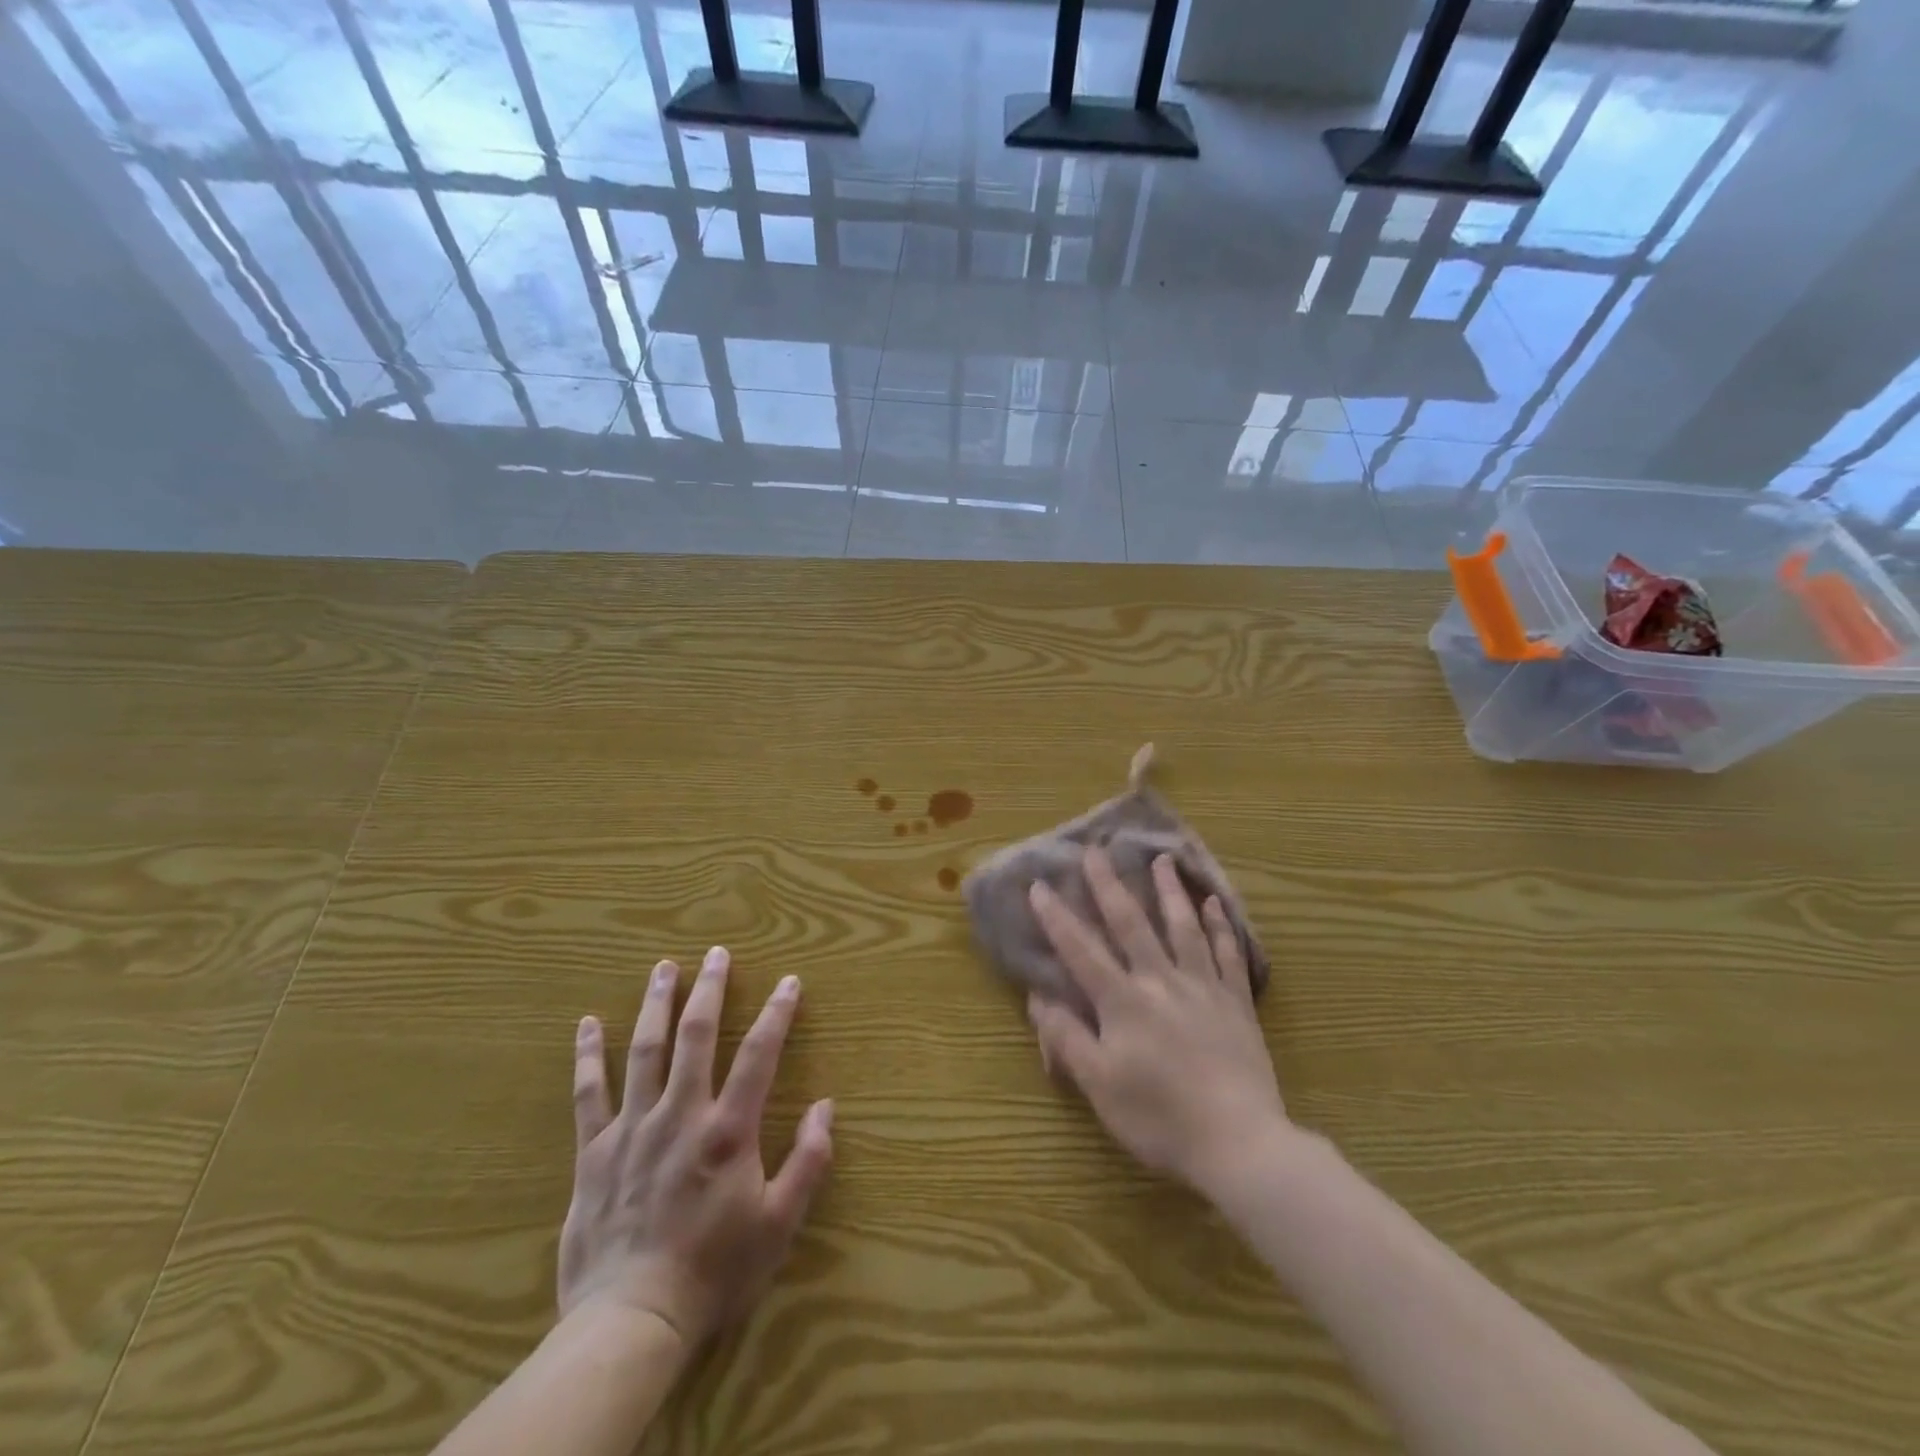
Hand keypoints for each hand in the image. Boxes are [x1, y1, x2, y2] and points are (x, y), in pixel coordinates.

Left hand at [558, 946, 833, 1344]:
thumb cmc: (713, 1272)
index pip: (759, 1054)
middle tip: (716, 953)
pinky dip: (588, 1056)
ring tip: (664, 967)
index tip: (789, 981)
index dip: (777, 1013)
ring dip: (656, 1004)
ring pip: (645, 1051)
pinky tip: (588, 1024)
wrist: (630, 1323)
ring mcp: (632, 1129)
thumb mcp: (778, 1224)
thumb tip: (826, 1106)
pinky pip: (589, 1094)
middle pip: (697, 1036)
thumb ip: (808, 1162)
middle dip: (710, 990)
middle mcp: (680, 1115)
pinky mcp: (593, 1152)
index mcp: (727, 1130)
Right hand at [1026, 849, 1287, 1197]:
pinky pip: (1228, 954)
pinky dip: (1221, 925)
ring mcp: (1203, 988)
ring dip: (1170, 891)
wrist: (1240, 1144)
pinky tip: (1215, 903)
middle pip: (1132, 924)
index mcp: (1123, 1002)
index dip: (1057, 918)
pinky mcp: (1236, 1003)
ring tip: (1163, 859)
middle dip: (1109, 885)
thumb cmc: (1160, 1119)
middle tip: (1096, 850)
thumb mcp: (1100, 1086)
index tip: (1039, 885)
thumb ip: (1067, 1038)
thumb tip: (1038, 997)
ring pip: (1183, 927)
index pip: (1081, 951)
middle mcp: (1161, 982)